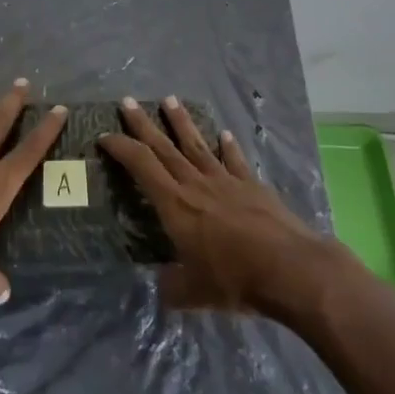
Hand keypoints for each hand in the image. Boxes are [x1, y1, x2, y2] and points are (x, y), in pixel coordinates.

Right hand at [100, 96, 339, 316]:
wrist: (288, 267)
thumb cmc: (234, 279)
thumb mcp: (194, 293)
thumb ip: (173, 288)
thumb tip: (162, 288)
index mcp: (175, 205)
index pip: (142, 166)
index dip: (121, 148)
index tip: (105, 136)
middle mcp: (196, 184)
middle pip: (164, 147)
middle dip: (143, 124)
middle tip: (128, 101)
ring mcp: (226, 180)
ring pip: (197, 145)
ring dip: (182, 122)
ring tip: (170, 100)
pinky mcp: (252, 186)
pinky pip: (235, 161)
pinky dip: (228, 147)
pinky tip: (224, 134)